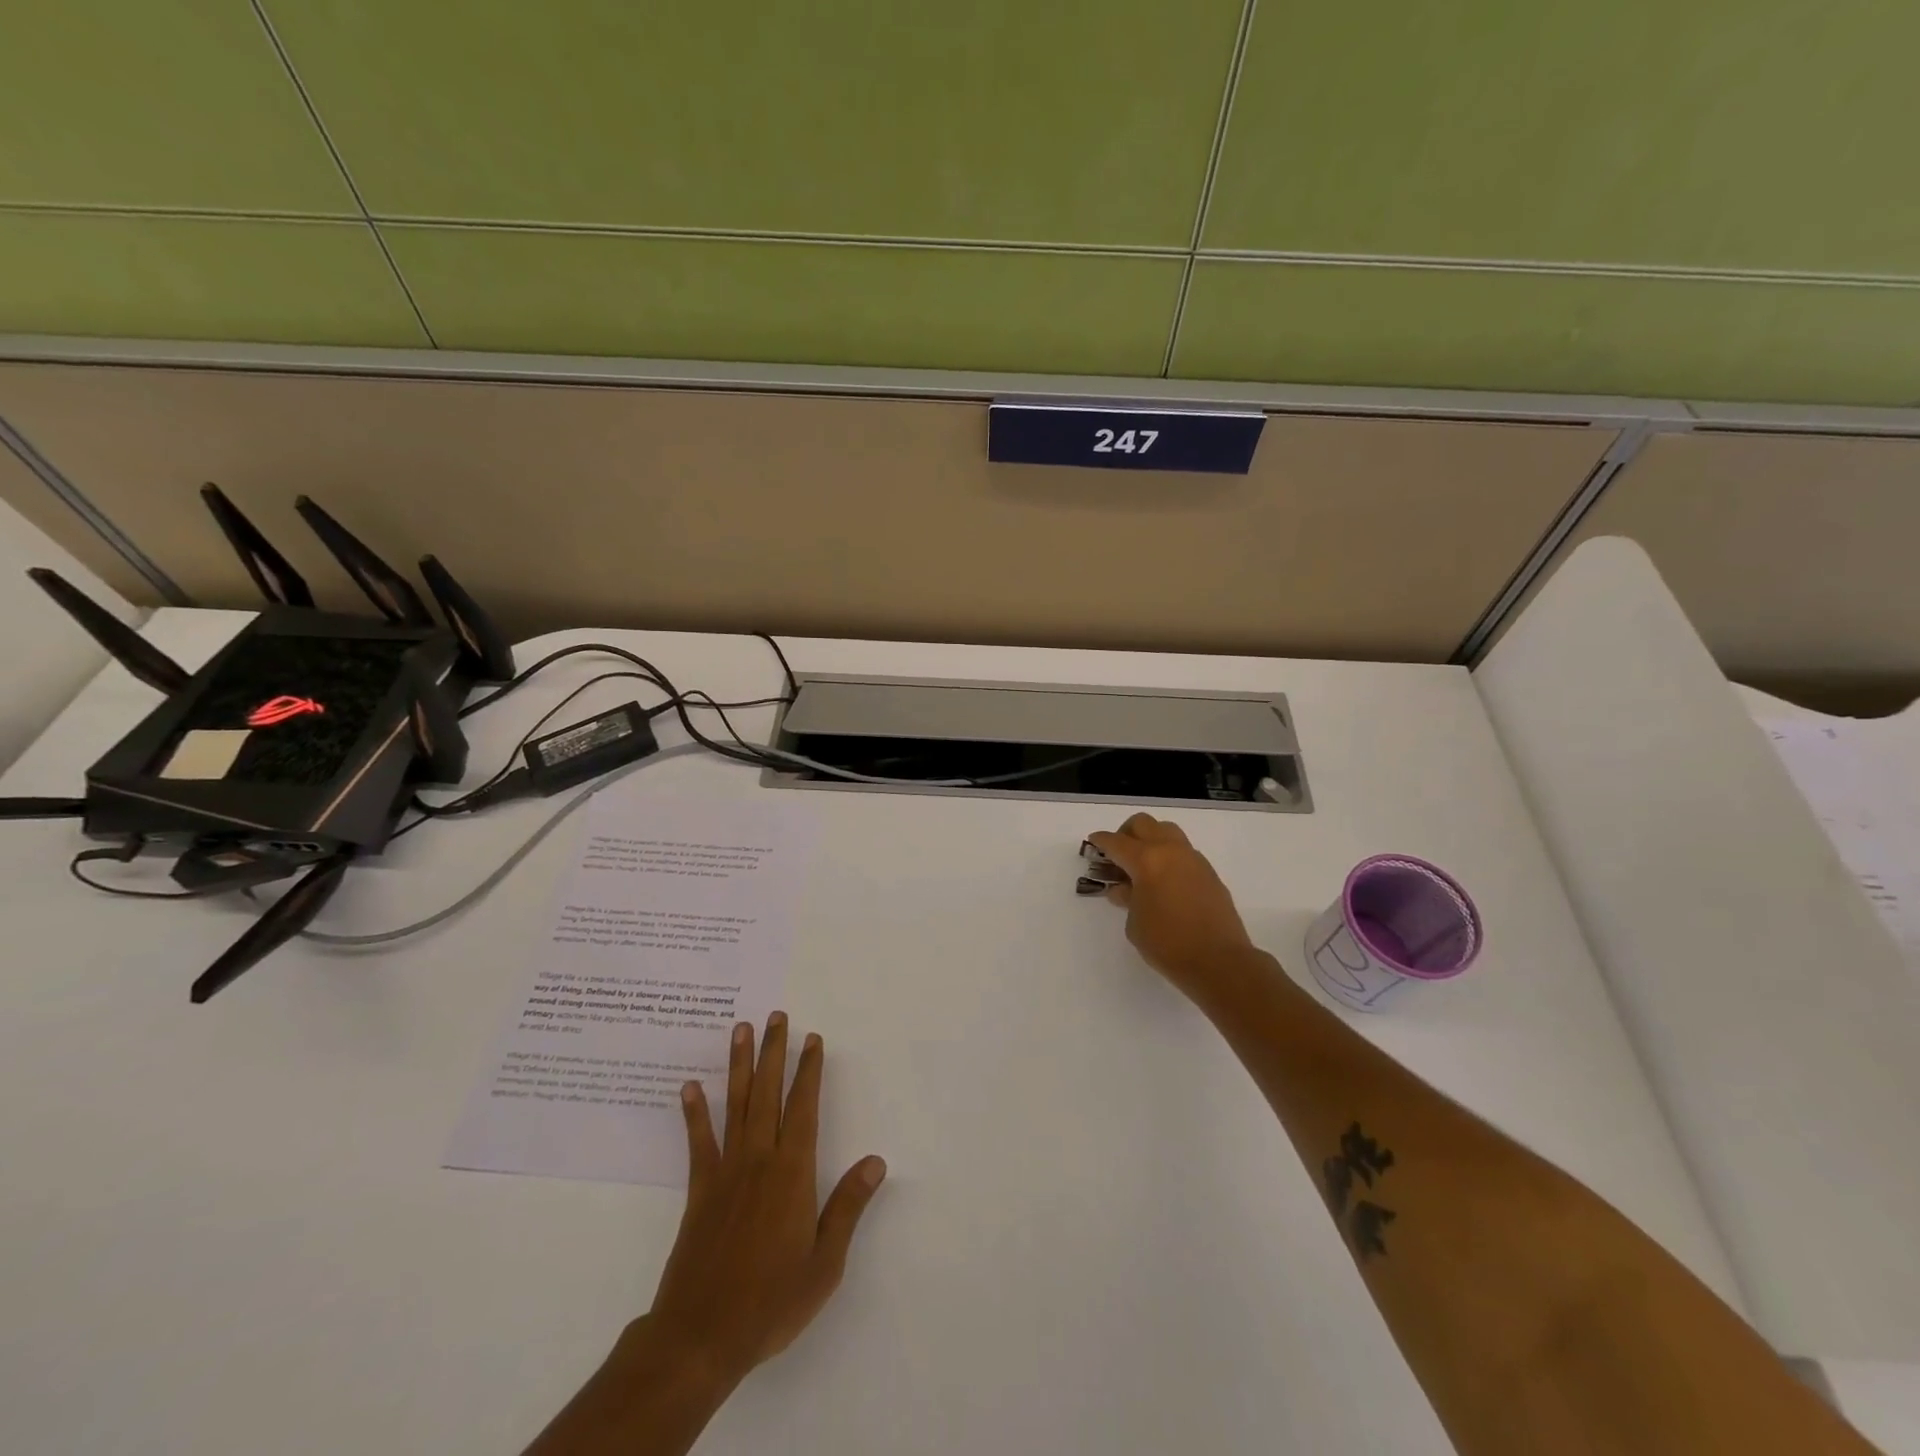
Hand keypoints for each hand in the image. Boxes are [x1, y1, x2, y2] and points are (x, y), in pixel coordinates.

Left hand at [649, 1012, 886, 1388]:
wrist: (701, 1336)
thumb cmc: (771, 1301)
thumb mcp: (824, 1263)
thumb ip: (848, 1207)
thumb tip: (876, 1161)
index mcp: (792, 1173)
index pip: (804, 1108)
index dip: (809, 1071)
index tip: (812, 1039)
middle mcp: (760, 1160)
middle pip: (769, 1094)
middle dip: (774, 1052)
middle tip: (777, 1016)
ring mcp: (726, 1171)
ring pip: (736, 1105)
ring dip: (739, 1065)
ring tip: (740, 1029)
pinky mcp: (700, 1190)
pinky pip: (699, 1142)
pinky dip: (694, 1112)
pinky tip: (690, 1086)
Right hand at [1087, 813, 1258, 996]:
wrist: (1219, 961)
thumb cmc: (1167, 944)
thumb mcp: (1134, 923)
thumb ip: (1127, 898)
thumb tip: (1123, 888)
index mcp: (1146, 860)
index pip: (1116, 842)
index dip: (1101, 841)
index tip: (1093, 843)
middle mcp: (1170, 851)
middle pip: (1143, 824)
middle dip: (1125, 833)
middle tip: (1118, 855)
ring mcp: (1193, 859)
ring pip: (1167, 831)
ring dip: (1150, 840)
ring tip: (1143, 866)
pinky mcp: (1209, 872)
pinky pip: (1183, 852)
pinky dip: (1169, 857)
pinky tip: (1164, 882)